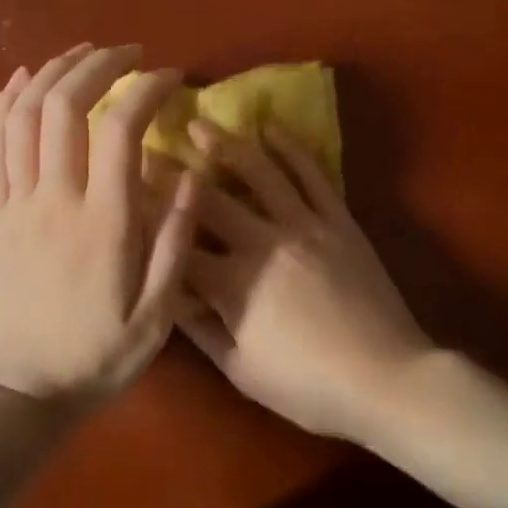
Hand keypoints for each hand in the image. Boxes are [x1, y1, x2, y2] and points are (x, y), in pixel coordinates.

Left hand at [0, 43, 197, 410]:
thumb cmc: (96, 356)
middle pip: (64, 105)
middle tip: (128, 53)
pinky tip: (21, 79)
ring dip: (51, 73)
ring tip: (82, 54)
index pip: (120, 128)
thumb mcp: (157, 315)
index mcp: (103, 223)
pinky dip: (2, 104)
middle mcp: (55, 200)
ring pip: (22, 116)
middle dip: (97, 65)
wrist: (19, 392)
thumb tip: (190, 176)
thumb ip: (174, 242)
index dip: (145, 89)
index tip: (170, 78)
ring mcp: (15, 204)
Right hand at [178, 119, 432, 440]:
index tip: (122, 195)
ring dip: (228, 144)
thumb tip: (167, 297)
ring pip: (260, 173)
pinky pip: (313, 176)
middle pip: (209, 200)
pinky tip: (272, 129)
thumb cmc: (308, 385)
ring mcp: (305, 226)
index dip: (147, 220)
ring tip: (202, 122)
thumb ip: (201, 330)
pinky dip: (291, 149)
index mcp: (233, 283)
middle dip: (174, 172)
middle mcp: (263, 243)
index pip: (177, 245)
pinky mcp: (339, 221)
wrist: (385, 377)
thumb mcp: (242, 370)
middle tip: (148, 145)